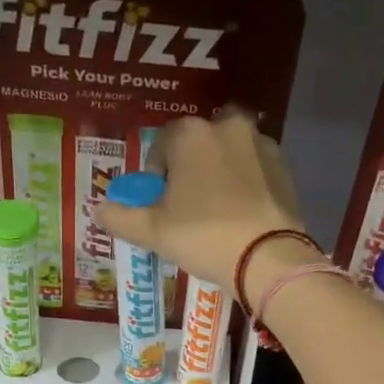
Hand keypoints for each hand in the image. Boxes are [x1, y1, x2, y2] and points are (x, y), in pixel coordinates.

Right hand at [95, 112, 305, 289]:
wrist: (267, 257)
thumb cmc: (202, 236)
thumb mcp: (151, 232)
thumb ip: (120, 217)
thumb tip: (98, 209)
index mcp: (190, 134)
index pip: (161, 146)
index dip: (155, 176)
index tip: (158, 204)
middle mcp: (226, 126)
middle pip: (196, 146)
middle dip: (188, 170)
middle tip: (186, 208)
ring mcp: (260, 143)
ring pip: (227, 155)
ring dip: (218, 174)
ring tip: (215, 213)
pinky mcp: (284, 166)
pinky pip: (253, 170)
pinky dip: (244, 185)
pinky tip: (240, 215)